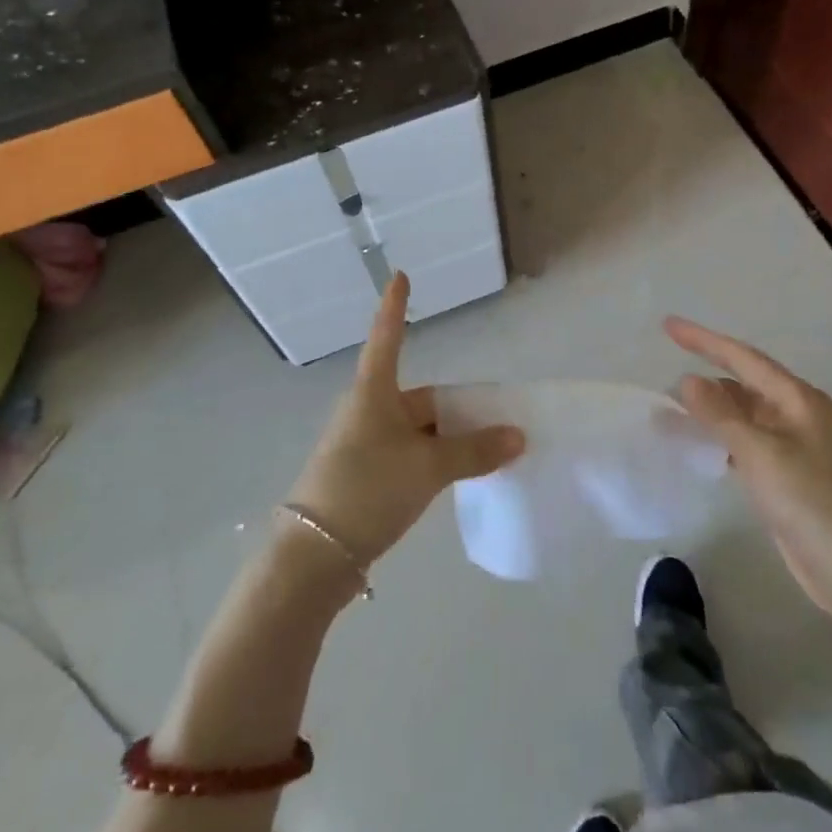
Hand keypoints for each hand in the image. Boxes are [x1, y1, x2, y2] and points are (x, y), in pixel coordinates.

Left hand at [287, 273, 524, 565]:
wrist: (314, 555)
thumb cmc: (367, 489)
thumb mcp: (427, 468)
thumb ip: (474, 450)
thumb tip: (517, 435)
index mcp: (373, 393)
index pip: (387, 337)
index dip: (396, 307)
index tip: (401, 276)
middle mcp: (367, 411)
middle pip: (420, 398)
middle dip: (458, 408)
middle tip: (501, 421)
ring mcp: (364, 445)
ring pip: (418, 430)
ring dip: (450, 438)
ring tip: (490, 452)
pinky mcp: (364, 476)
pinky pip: (409, 455)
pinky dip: (435, 460)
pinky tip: (458, 476)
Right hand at [665, 318, 831, 651]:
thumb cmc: (809, 501)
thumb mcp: (760, 452)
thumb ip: (720, 414)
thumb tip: (687, 380)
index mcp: (796, 399)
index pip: (742, 357)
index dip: (703, 340)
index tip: (667, 325)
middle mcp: (795, 414)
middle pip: (741, 382)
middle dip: (703, 377)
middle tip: (661, 378)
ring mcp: (790, 445)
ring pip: (740, 414)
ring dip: (707, 410)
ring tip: (668, 411)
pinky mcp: (784, 474)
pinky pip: (742, 441)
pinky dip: (718, 437)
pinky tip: (695, 444)